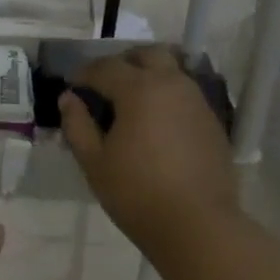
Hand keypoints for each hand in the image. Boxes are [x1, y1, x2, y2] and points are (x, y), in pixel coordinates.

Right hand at [59, 46, 240, 260]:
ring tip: (129, 104)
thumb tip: (68, 98)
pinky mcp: (211, 121)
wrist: (196, 223)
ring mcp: (197, 101)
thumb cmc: (135, 193)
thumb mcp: (94, 162)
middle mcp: (172, 84)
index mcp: (139, 90)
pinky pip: (184, 95)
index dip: (84, 73)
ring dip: (147, 76)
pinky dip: (165, 97)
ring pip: (170, 71)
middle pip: (146, 55)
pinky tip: (154, 124)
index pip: (106, 67)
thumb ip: (77, 125)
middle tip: (103, 84)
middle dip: (121, 63)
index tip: (71, 85)